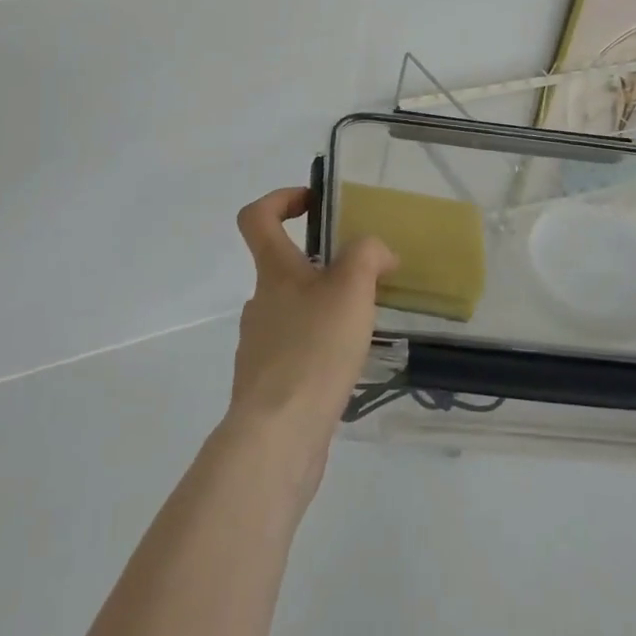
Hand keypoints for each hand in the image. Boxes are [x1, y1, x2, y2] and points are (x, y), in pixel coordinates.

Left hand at [227, 188, 397, 463]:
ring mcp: (260, 345)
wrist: (278, 435)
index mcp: (273, 272)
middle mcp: (260, 302)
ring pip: (294, 312)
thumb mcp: (351, 289)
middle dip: (323, 267)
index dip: (280, 199)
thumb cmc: (313, 349)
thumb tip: (378, 252)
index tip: (314, 204)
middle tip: (365, 280)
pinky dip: (320, 350)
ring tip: (365, 328)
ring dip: (325, 311)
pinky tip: (349, 368)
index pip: (257, 217)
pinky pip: (297, 352)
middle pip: (283, 267)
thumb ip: (367, 256)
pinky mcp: (269, 384)